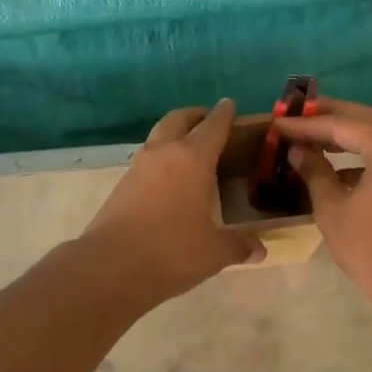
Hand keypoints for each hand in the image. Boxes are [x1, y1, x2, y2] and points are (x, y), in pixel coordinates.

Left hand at [79, 100, 262, 303]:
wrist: (110, 266)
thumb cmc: (171, 251)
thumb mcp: (214, 252)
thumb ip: (238, 246)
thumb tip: (260, 249)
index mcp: (192, 158)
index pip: (213, 125)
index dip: (224, 114)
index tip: (229, 105)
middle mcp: (164, 153)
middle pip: (178, 119)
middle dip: (194, 115)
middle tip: (208, 121)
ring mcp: (138, 167)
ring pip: (159, 137)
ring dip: (174, 135)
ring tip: (191, 152)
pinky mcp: (121, 186)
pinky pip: (146, 160)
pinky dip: (161, 159)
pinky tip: (170, 180)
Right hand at [272, 100, 371, 310]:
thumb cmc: (370, 249)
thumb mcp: (332, 208)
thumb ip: (314, 171)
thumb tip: (297, 149)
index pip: (343, 125)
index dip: (308, 124)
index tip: (279, 123)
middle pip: (366, 120)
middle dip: (329, 117)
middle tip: (295, 115)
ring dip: (347, 132)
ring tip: (312, 134)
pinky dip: (365, 151)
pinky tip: (337, 162)